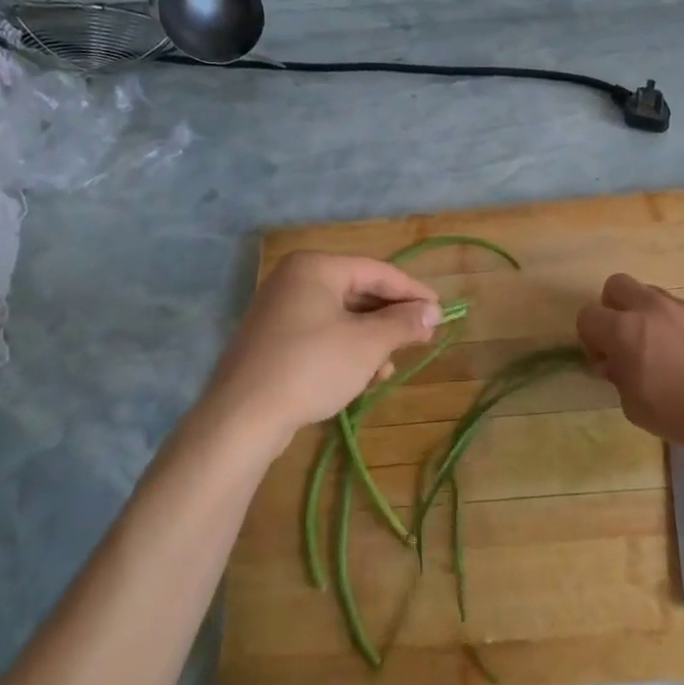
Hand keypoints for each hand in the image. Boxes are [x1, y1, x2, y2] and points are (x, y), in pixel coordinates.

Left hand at [206, 252, 441, 440]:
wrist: (243, 416)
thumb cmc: (311, 367)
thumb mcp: (367, 344)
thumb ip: (404, 323)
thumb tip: (433, 311)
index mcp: (316, 268)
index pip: (377, 271)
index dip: (413, 291)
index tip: (440, 311)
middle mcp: (295, 280)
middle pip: (359, 292)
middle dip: (391, 319)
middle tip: (423, 338)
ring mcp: (280, 310)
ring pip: (342, 317)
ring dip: (372, 340)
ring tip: (389, 368)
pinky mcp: (273, 340)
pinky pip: (322, 334)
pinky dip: (347, 350)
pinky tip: (363, 377)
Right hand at [576, 273, 683, 463]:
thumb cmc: (681, 416)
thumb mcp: (633, 406)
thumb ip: (618, 376)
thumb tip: (617, 362)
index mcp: (624, 331)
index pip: (587, 316)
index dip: (590, 338)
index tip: (606, 361)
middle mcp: (651, 308)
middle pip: (617, 285)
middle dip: (614, 308)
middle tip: (627, 340)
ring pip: (653, 294)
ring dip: (648, 315)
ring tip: (665, 349)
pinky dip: (682, 326)